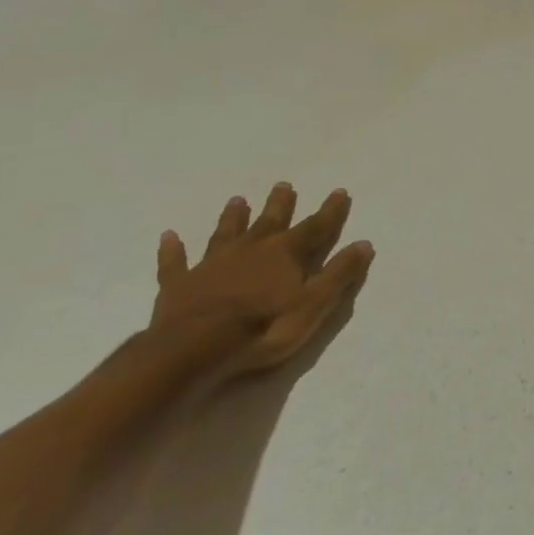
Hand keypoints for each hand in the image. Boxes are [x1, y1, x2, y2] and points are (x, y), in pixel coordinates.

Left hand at [151, 184, 374, 383]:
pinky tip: (169, 236)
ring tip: (237, 200)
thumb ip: (339, 274)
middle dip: (280, 204)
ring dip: (233, 218)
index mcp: (285, 254)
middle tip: (283, 185)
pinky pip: (175, 262)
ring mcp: (212, 265)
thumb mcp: (315, 304)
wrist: (195, 349)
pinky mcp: (179, 284)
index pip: (315, 228)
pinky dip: (173, 250)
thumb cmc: (264, 328)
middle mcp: (251, 250)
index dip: (330, 211)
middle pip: (270, 222)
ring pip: (226, 233)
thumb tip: (364, 244)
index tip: (340, 192)